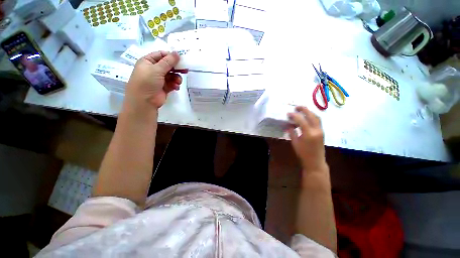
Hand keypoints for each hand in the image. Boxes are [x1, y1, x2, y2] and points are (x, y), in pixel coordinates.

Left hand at [125, 51, 186, 108]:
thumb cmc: (147, 82)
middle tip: (185, 70)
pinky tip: (176, 87)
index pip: (161, 55)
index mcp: (148, 62)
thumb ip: (168, 61)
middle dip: (176, 68)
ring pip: (171, 75)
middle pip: (168, 65)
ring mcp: (159, 79)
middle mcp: (153, 69)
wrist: (145, 101)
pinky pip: (172, 83)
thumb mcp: (157, 69)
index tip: (180, 59)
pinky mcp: (164, 87)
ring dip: (176, 78)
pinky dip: (175, 84)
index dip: (170, 56)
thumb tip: (177, 53)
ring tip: (178, 82)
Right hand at [287, 106, 327, 172]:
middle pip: (311, 115)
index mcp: (309, 133)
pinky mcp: (322, 132)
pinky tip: (306, 117)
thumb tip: (288, 125)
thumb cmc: (303, 153)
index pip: (301, 120)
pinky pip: (317, 121)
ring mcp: (321, 131)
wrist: (315, 162)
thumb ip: (291, 132)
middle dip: (304, 109)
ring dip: (309, 112)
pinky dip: (312, 117)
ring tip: (302, 110)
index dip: (294, 115)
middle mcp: (316, 130)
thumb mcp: (295, 143)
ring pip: (316, 117)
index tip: (288, 113)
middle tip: (296, 107)